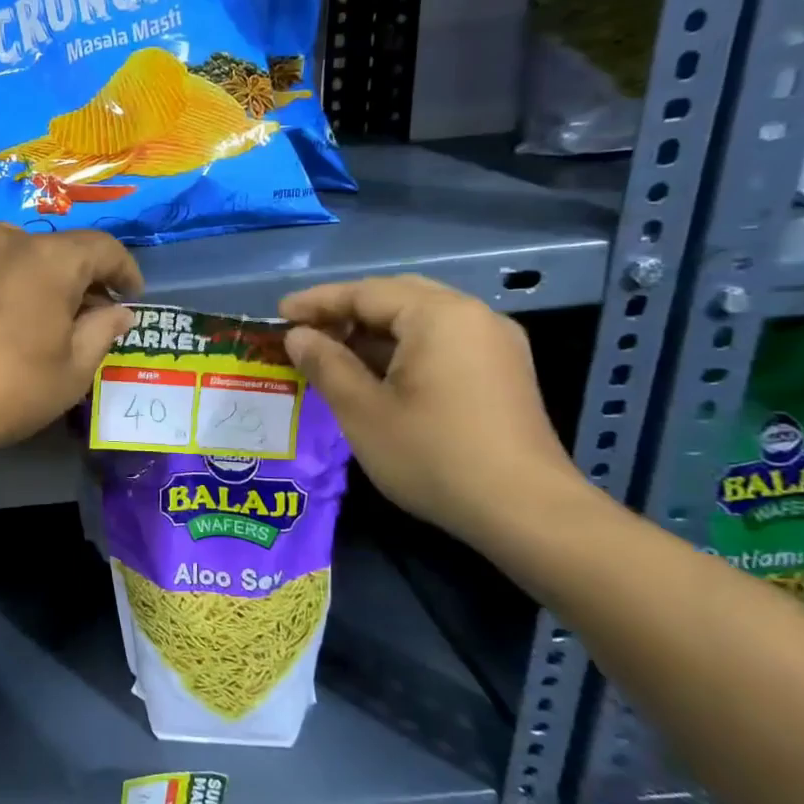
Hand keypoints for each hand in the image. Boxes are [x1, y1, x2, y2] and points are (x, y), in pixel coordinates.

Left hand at [0, 223, 141, 462]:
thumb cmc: (6, 392)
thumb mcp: (71, 372)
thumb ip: (102, 331)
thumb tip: (117, 311)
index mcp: (47, 259)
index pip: (101, 248)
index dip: (123, 270)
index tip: (130, 295)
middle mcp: (2, 238)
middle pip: (52, 250)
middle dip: (74, 279)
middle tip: (78, 316)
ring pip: (8, 254)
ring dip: (28, 278)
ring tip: (25, 317)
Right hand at [280, 275, 584, 545]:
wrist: (525, 511)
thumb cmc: (433, 455)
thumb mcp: (362, 410)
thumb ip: (325, 364)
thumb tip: (298, 336)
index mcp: (439, 316)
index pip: (366, 292)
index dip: (317, 302)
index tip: (279, 315)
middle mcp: (473, 316)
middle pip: (397, 297)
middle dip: (347, 311)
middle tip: (306, 332)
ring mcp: (494, 343)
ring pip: (421, 319)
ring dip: (374, 331)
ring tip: (333, 354)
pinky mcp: (502, 370)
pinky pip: (442, 340)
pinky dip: (403, 347)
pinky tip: (376, 373)